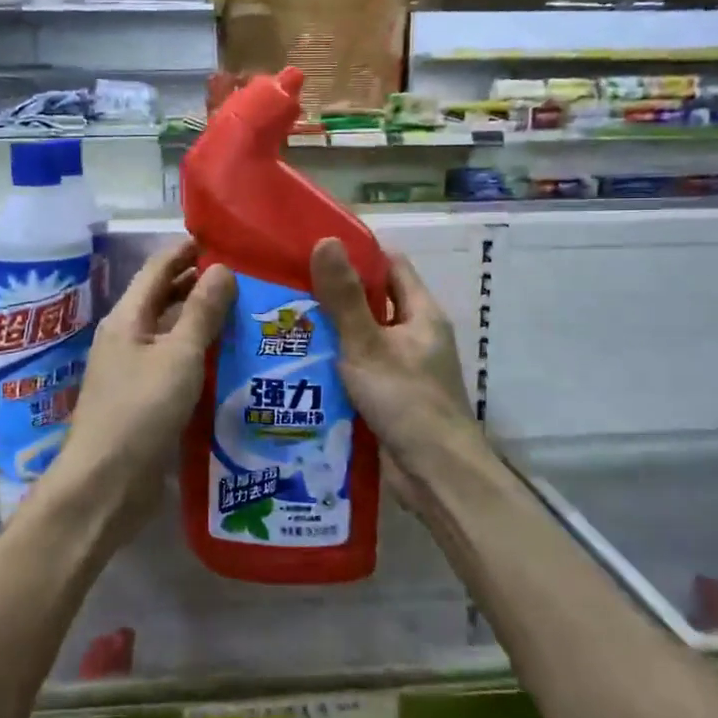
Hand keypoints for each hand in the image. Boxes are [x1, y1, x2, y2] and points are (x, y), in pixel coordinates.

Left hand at [60, 239, 234, 531]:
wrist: (106, 485)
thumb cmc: (140, 410)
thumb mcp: (178, 356)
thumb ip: (201, 312)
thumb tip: (222, 268)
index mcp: (127, 319)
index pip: (157, 269)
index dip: (185, 251)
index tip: (220, 238)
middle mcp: (128, 339)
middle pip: (164, 300)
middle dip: (199, 285)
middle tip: (245, 277)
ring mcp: (135, 372)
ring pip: (173, 335)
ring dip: (203, 322)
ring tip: (247, 313)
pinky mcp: (146, 402)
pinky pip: (177, 366)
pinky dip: (202, 356)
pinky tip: (233, 360)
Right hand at [309, 239, 478, 481]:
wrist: (436, 477)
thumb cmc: (407, 402)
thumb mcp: (368, 345)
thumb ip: (344, 298)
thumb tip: (326, 240)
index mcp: (421, 314)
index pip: (391, 266)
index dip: (358, 253)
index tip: (315, 248)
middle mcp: (414, 336)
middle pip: (372, 302)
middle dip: (333, 295)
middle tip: (286, 286)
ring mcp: (402, 369)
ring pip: (361, 339)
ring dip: (329, 333)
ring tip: (281, 323)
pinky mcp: (388, 398)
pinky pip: (356, 371)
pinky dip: (332, 366)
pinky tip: (297, 366)